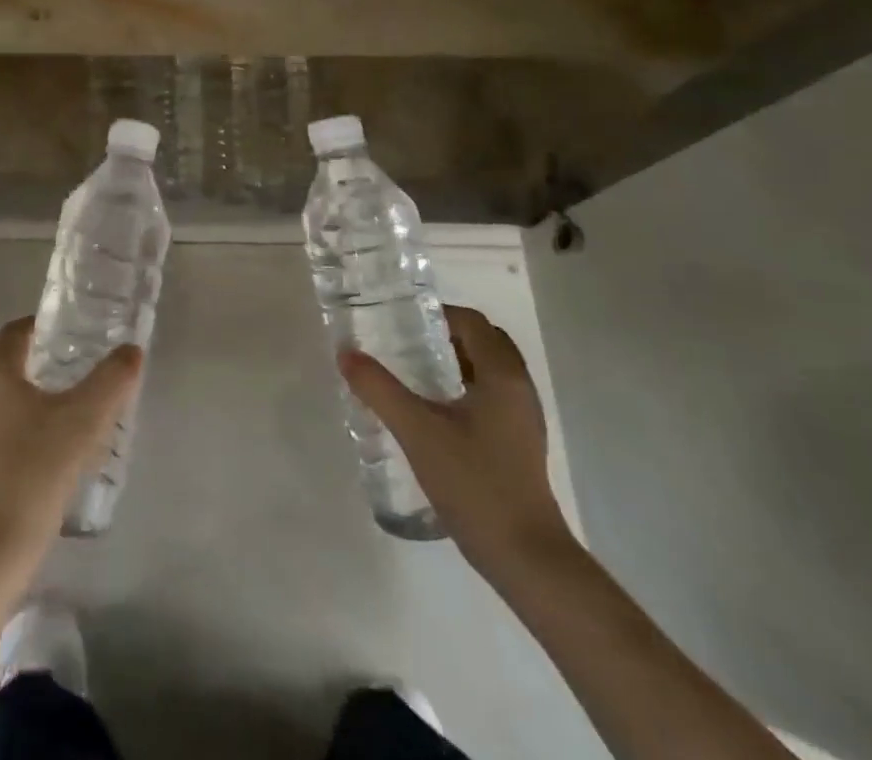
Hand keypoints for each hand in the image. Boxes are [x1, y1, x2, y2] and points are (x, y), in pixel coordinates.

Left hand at [0, 317, 142, 567]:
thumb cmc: (38, 467)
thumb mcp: (86, 418)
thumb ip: (113, 378)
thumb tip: (132, 349)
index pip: (20, 328)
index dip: (51, 327)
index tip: (83, 336)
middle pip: (8, 353)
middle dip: (42, 353)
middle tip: (80, 363)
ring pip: (0, 385)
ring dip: (30, 383)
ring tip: (69, 397)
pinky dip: (17, 410)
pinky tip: (47, 433)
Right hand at [341, 305, 572, 576]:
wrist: (525, 557)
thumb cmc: (474, 483)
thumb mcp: (417, 432)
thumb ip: (379, 389)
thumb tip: (346, 353)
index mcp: (502, 375)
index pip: (471, 321)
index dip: (435, 315)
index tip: (399, 323)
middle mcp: (519, 388)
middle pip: (483, 341)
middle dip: (445, 335)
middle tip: (404, 344)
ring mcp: (523, 418)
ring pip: (488, 370)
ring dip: (454, 362)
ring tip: (411, 373)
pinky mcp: (519, 443)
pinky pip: (490, 395)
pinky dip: (463, 387)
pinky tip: (433, 411)